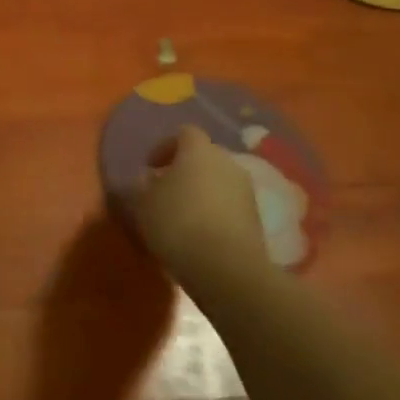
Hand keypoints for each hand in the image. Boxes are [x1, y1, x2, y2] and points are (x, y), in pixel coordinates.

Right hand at [126, 125, 268, 278]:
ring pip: (219, 181)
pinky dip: (215, 211)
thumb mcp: (144, 203)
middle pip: (205, 156)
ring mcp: (246, 190)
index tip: (150, 167)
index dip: (165, 147)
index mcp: (198, 150)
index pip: (184, 133)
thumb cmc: (177, 222)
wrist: (226, 267)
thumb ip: (144, 185)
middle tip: (166, 189)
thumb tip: (149, 179)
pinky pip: (230, 205)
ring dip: (202, 191)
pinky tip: (200, 232)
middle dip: (185, 169)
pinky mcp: (256, 218)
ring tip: (182, 214)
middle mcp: (227, 162)